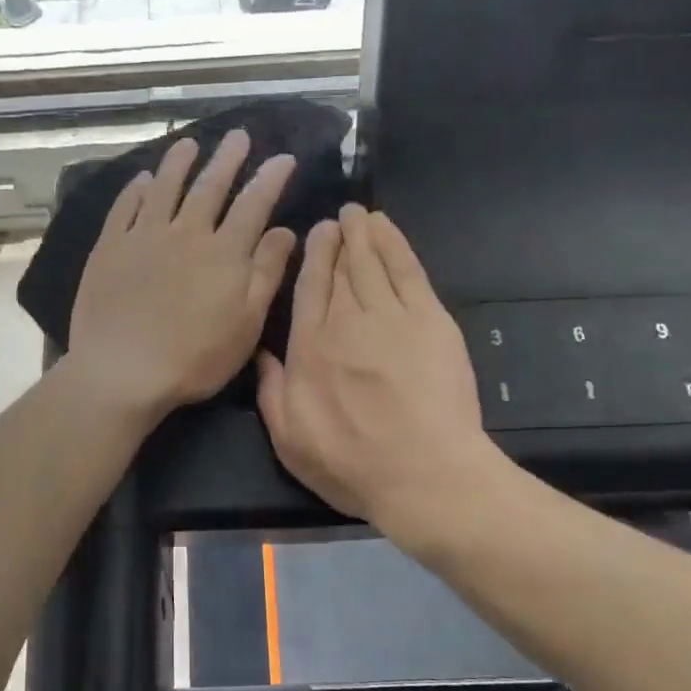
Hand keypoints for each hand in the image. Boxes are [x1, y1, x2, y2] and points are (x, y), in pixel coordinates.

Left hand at [65, 131, 297, 420]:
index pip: (253, 204)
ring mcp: (143, 237)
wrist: (122, 371)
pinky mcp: (110, 248)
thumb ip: (267, 273)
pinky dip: (135, 190)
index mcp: (224, 252)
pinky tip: (141, 180)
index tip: (283, 157)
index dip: (270, 179)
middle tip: (237, 135)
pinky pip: (124, 208)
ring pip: (165, 188)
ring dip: (179, 163)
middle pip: (210, 187)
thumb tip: (285, 230)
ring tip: (188, 143)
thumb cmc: (195, 358)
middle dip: (227, 159)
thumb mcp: (246, 323)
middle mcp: (186, 233)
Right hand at [257, 206, 500, 547]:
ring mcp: (391, 317)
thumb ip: (271, 393)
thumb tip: (259, 353)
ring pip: (372, 262)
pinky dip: (396, 244)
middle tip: (338, 218)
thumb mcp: (289, 442)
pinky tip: (388, 229)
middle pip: (339, 269)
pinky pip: (408, 270)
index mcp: (309, 349)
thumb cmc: (353, 466)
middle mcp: (346, 322)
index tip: (314, 234)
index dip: (312, 257)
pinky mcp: (431, 320)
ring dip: (365, 233)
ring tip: (360, 214)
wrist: (424, 475)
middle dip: (337, 239)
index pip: (308, 289)